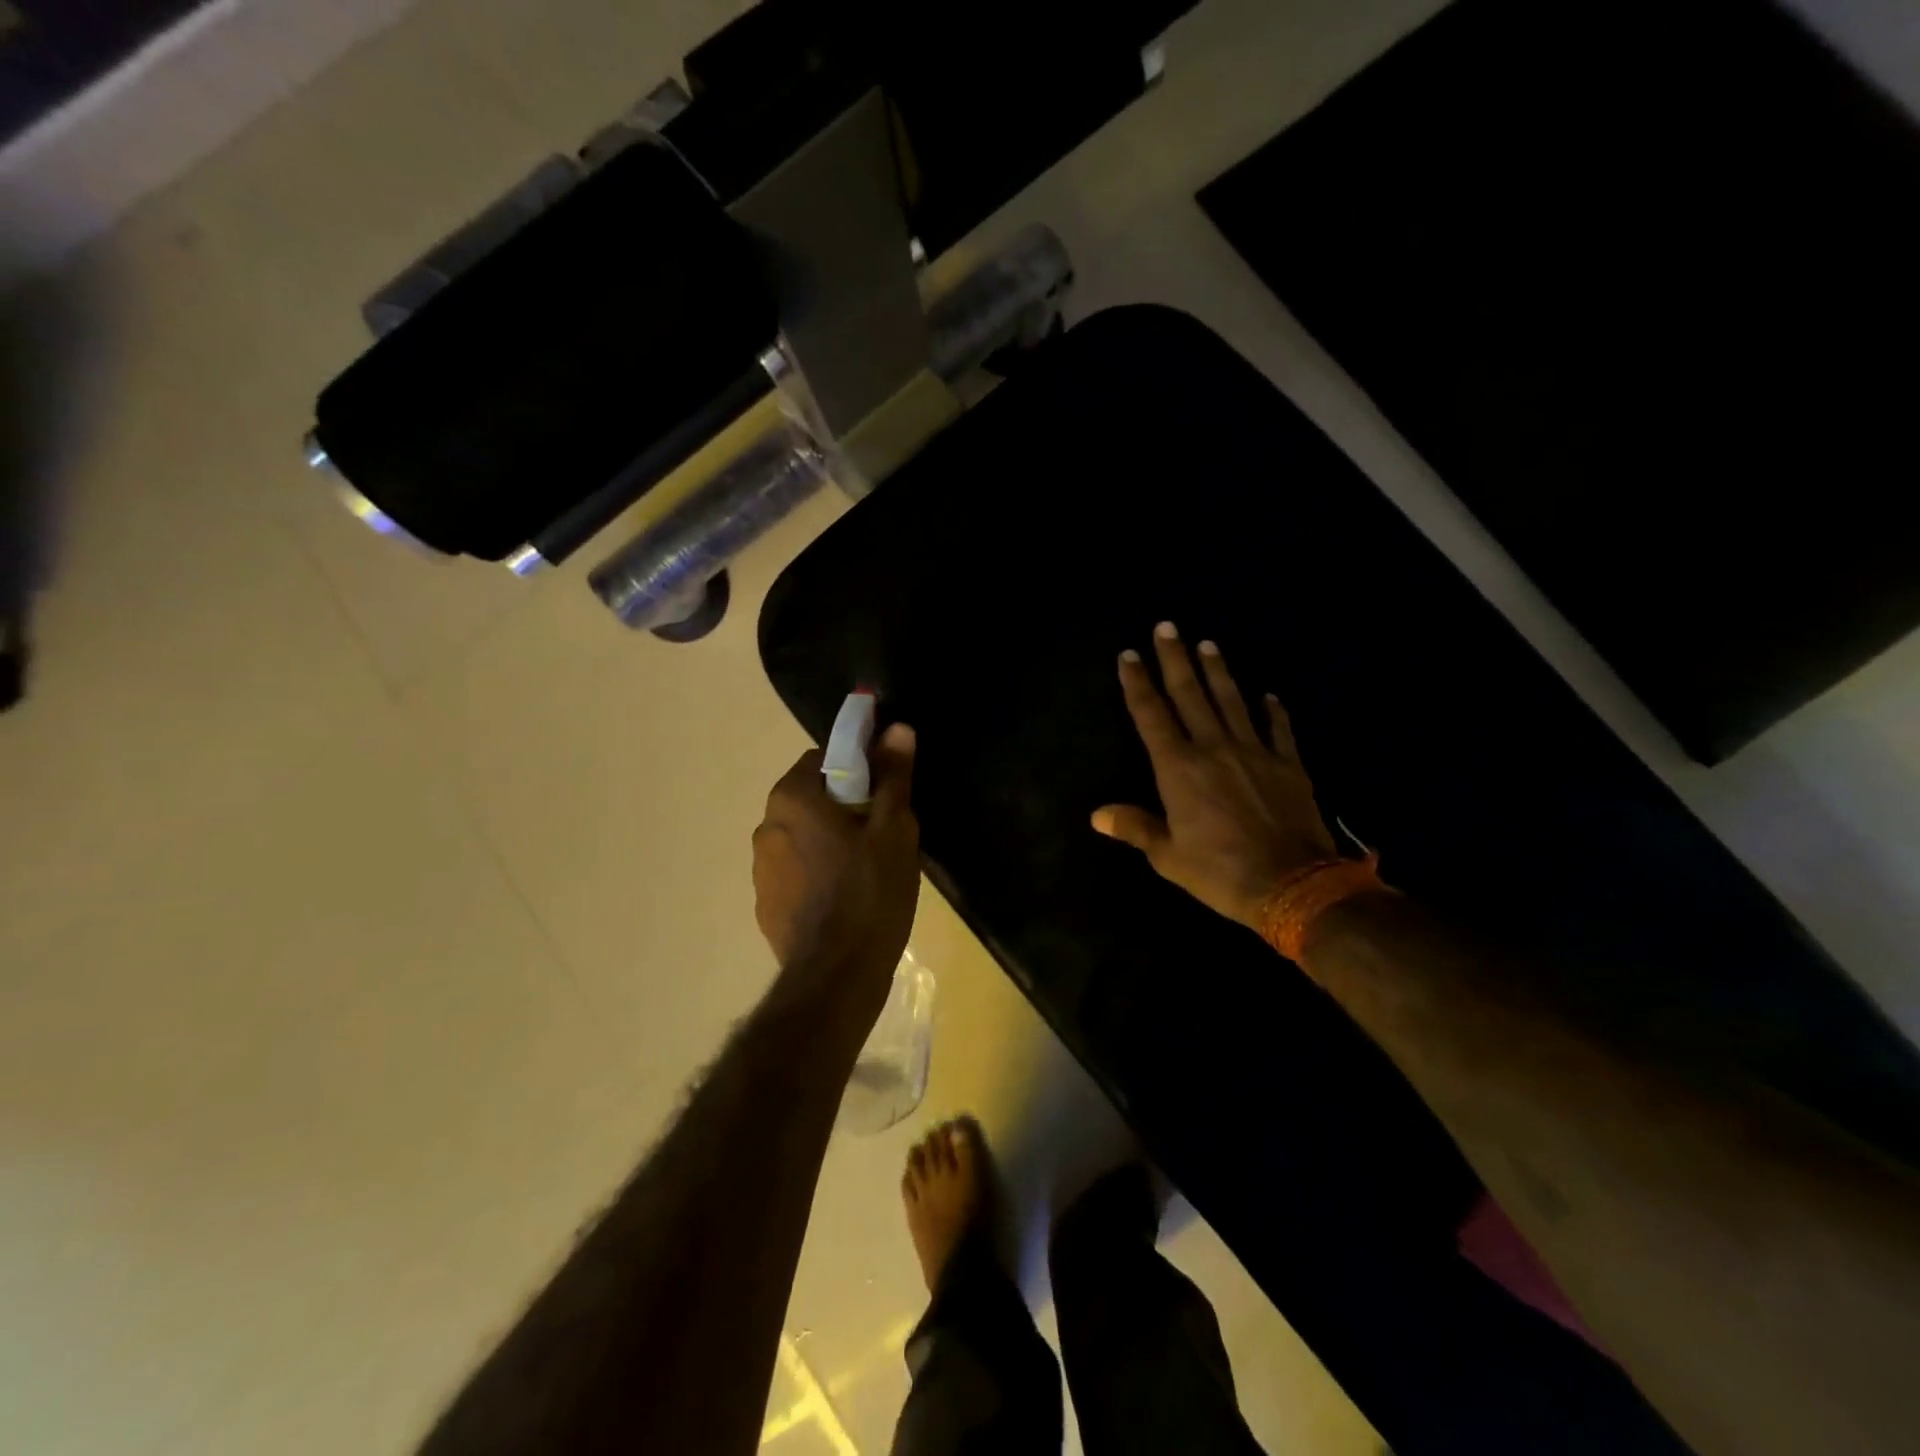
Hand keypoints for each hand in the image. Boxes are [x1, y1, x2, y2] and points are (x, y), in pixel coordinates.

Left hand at [753, 724, 921, 994]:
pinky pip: (796, 871)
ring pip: (803, 836)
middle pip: (812, 797)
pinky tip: (846, 898)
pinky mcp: (765, 904)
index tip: (884, 793)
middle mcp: (766, 826)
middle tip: (882, 832)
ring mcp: (761, 869)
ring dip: (829, 841)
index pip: (824, 759)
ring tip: (867, 870)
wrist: (836, 976)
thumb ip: (892, 776)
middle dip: (845, 806)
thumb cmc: (870, 892)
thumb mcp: (893, 829)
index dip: (859, 769)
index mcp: (792, 798)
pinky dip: (817, 873)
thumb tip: (897, 729)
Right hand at [1093, 624, 1336, 930]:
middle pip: (1190, 695)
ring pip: (1231, 701)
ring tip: (1207, 644)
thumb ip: (1136, 827)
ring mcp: (1254, 752)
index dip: (1138, 684)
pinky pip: (1278, 729)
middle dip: (1175, 659)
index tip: (1129, 656)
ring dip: (1218, 671)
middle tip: (1167, 626)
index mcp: (1178, 769)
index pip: (1151, 716)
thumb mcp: (1168, 856)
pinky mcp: (1287, 764)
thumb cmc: (1219, 871)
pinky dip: (1273, 711)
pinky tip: (1269, 695)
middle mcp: (1213, 748)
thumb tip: (1098, 815)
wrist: (1292, 884)